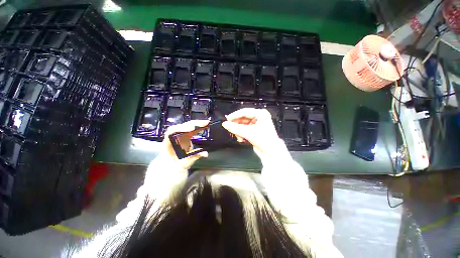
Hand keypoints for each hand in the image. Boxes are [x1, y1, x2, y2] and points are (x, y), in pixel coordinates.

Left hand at [163, 119, 209, 168]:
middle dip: (194, 124)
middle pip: (182, 126)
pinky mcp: (185, 136)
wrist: (174, 166)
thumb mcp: (184, 164)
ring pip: (187, 126)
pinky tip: (205, 125)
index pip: (172, 131)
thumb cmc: (176, 165)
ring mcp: (180, 135)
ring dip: (197, 124)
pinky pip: (192, 129)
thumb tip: (205, 153)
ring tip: (207, 123)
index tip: (193, 128)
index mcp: (169, 143)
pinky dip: (198, 127)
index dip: (182, 128)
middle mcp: (174, 137)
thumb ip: (194, 157)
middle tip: (205, 123)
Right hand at [222, 108, 279, 154]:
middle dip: (237, 125)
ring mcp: (257, 124)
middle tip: (230, 128)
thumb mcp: (248, 132)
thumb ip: (235, 128)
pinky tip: (241, 139)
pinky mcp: (255, 131)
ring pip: (243, 125)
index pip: (244, 112)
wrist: (270, 152)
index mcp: (260, 114)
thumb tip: (225, 124)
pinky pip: (245, 130)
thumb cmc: (263, 139)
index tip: (227, 119)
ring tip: (238, 136)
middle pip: (243, 119)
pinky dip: (242, 134)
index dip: (235, 115)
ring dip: (239, 131)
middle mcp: (259, 117)